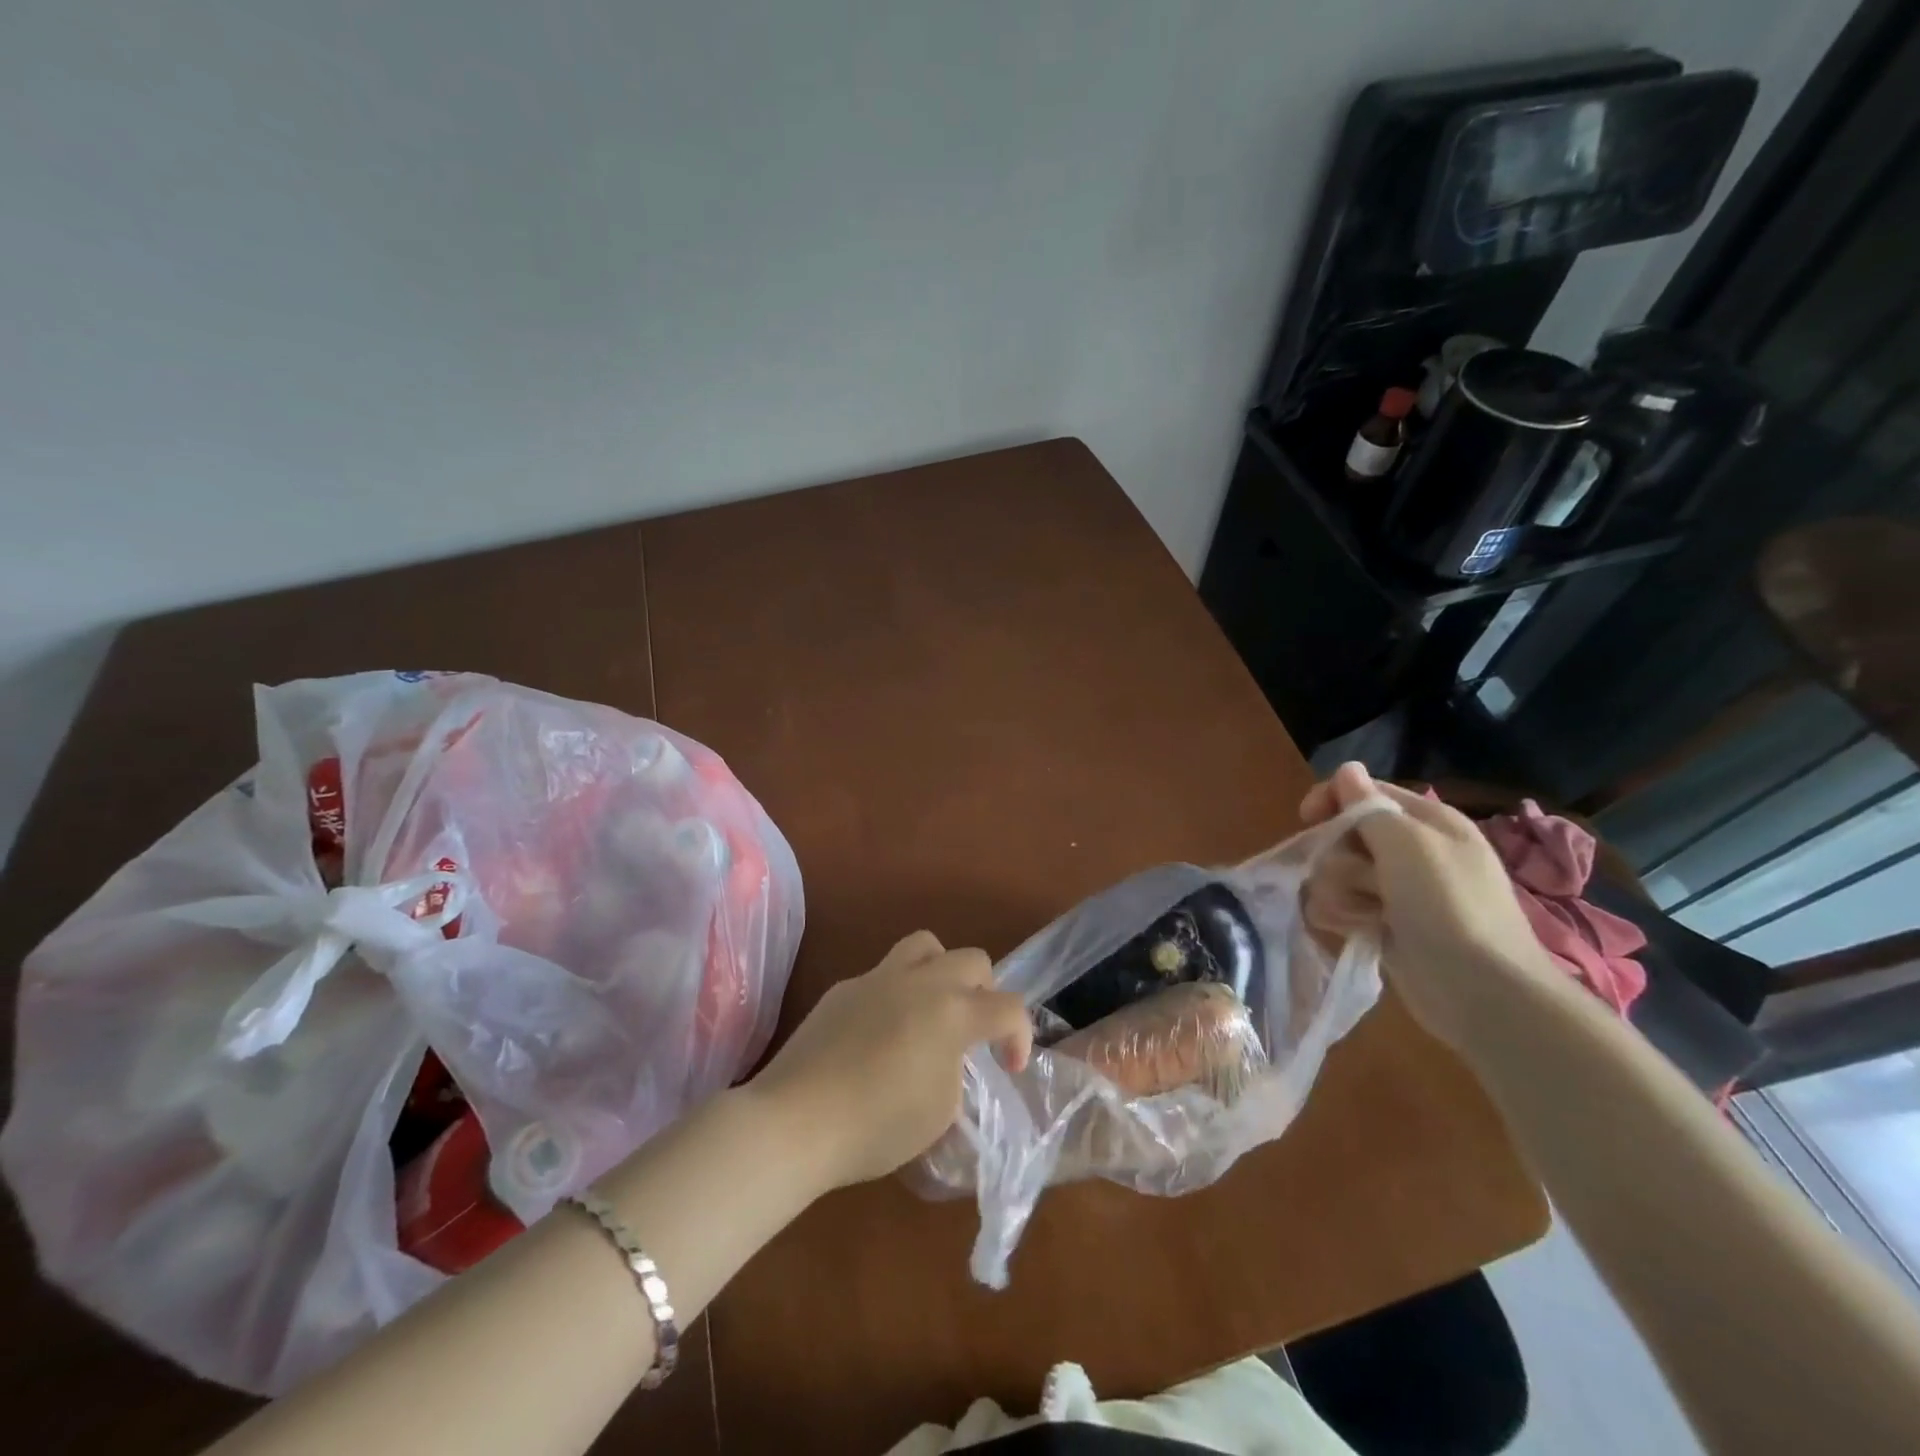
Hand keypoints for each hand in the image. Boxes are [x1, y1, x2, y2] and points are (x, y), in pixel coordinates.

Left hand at [746, 931, 1032, 1190]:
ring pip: (925, 946)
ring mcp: (877, 978)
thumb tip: (944, 1057)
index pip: (1008, 1007)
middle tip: (974, 1031)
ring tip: (932, 1010)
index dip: (1021, 1036)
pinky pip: (883, 975)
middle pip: (972, 960)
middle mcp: (920, 982)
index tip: (1010, 1067)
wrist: (795, 1120)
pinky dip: (896, 995)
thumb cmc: (876, 1125)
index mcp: (951, 1011)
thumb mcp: (939, 1112)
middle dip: (985, 992)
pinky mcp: (843, 988)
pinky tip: (879, 1035)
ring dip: (942, 971)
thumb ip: (955, 1071)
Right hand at [1300, 762, 1561, 1050]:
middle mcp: (1412, 851)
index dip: (1332, 799)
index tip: (1308, 818)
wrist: (1483, 991)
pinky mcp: (1384, 925)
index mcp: (1427, 821)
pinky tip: (1356, 930)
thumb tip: (1347, 769)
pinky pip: (1340, 906)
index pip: (1365, 792)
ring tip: (1363, 914)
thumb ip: (1368, 807)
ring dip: (1338, 891)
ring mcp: (1397, 891)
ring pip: (1336, 873)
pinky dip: (1341, 916)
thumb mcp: (1408, 844)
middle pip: (1344, 834)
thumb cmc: (1448, 906)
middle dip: (1338, 856)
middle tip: (1361, 879)